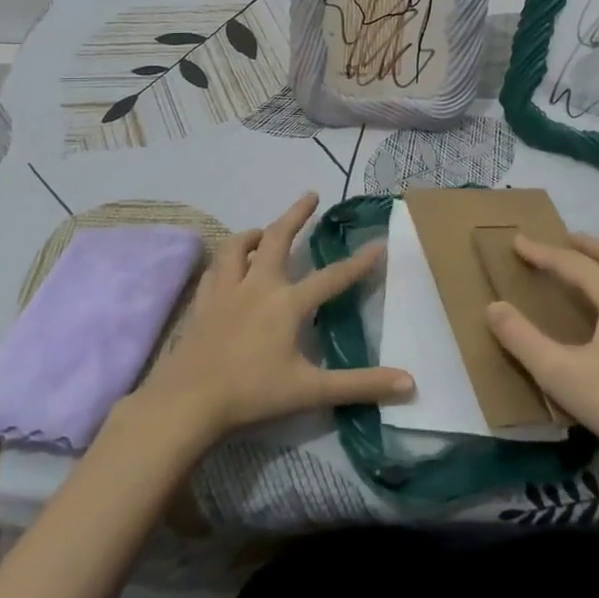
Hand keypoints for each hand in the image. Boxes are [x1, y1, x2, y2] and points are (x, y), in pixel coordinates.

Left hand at [133, 193, 411, 447]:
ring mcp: (225, 291)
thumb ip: (361, 385)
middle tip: (311, 195)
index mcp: (288, 303)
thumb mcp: (312, 391)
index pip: (333, 277)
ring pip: (239, 247)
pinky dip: (225, 261)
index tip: (378, 243)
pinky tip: (227, 267)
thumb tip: (410, 383)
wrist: (188, 402)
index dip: (359, 262)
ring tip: (263, 231)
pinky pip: (214, 270)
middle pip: (278, 239)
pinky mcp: (202, 303)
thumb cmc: (252, 394)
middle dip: (297, 214)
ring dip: (254, 234)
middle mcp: (258, 286)